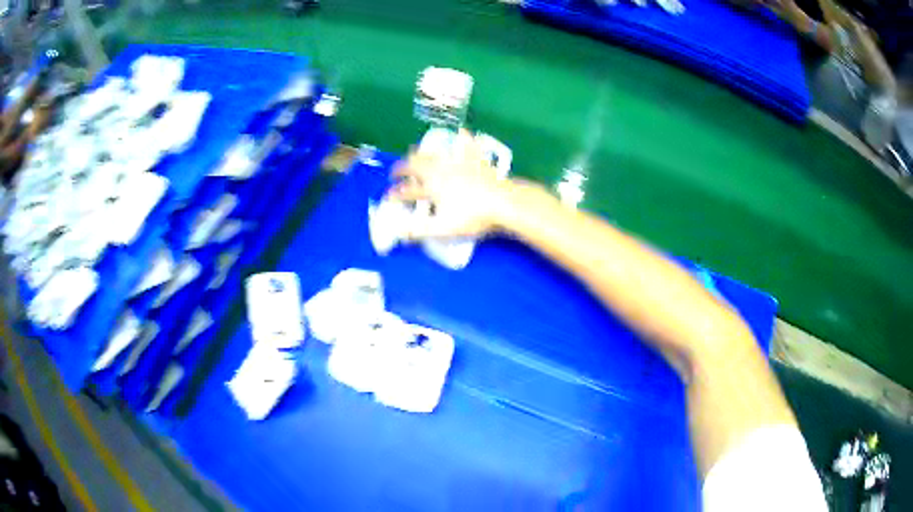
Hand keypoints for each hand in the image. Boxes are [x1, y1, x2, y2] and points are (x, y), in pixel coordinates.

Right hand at [388, 130, 516, 239]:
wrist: (503, 202)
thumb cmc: (473, 216)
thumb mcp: (443, 228)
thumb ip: (419, 231)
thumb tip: (399, 234)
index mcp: (431, 186)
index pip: (407, 190)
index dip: (395, 194)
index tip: (388, 197)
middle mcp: (440, 169)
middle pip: (415, 164)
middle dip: (402, 168)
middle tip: (396, 173)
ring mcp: (458, 161)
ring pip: (434, 153)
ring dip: (421, 154)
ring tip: (416, 155)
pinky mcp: (475, 158)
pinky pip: (466, 143)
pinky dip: (461, 137)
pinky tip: (460, 131)